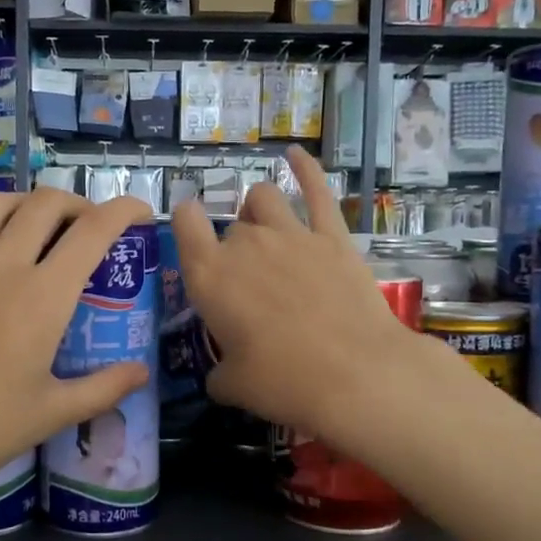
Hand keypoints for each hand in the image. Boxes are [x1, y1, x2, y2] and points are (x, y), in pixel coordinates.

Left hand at [0, 189, 153, 518]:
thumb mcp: (51, 414)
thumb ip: (103, 388)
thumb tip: (141, 373)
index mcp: (42, 297)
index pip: (93, 232)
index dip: (124, 211)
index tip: (141, 213)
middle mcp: (0, 267)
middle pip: (44, 205)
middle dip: (76, 203)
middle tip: (88, 226)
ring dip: (23, 200)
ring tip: (37, 219)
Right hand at [172, 148, 419, 444]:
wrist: (355, 374)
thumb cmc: (284, 381)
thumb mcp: (234, 386)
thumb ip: (219, 373)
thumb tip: (220, 375)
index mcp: (210, 276)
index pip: (184, 224)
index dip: (185, 223)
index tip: (190, 233)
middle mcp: (245, 245)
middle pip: (231, 227)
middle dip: (234, 246)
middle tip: (248, 283)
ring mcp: (291, 234)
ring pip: (263, 198)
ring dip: (258, 210)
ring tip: (265, 228)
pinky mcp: (333, 236)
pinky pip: (317, 191)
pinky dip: (305, 169)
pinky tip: (296, 154)